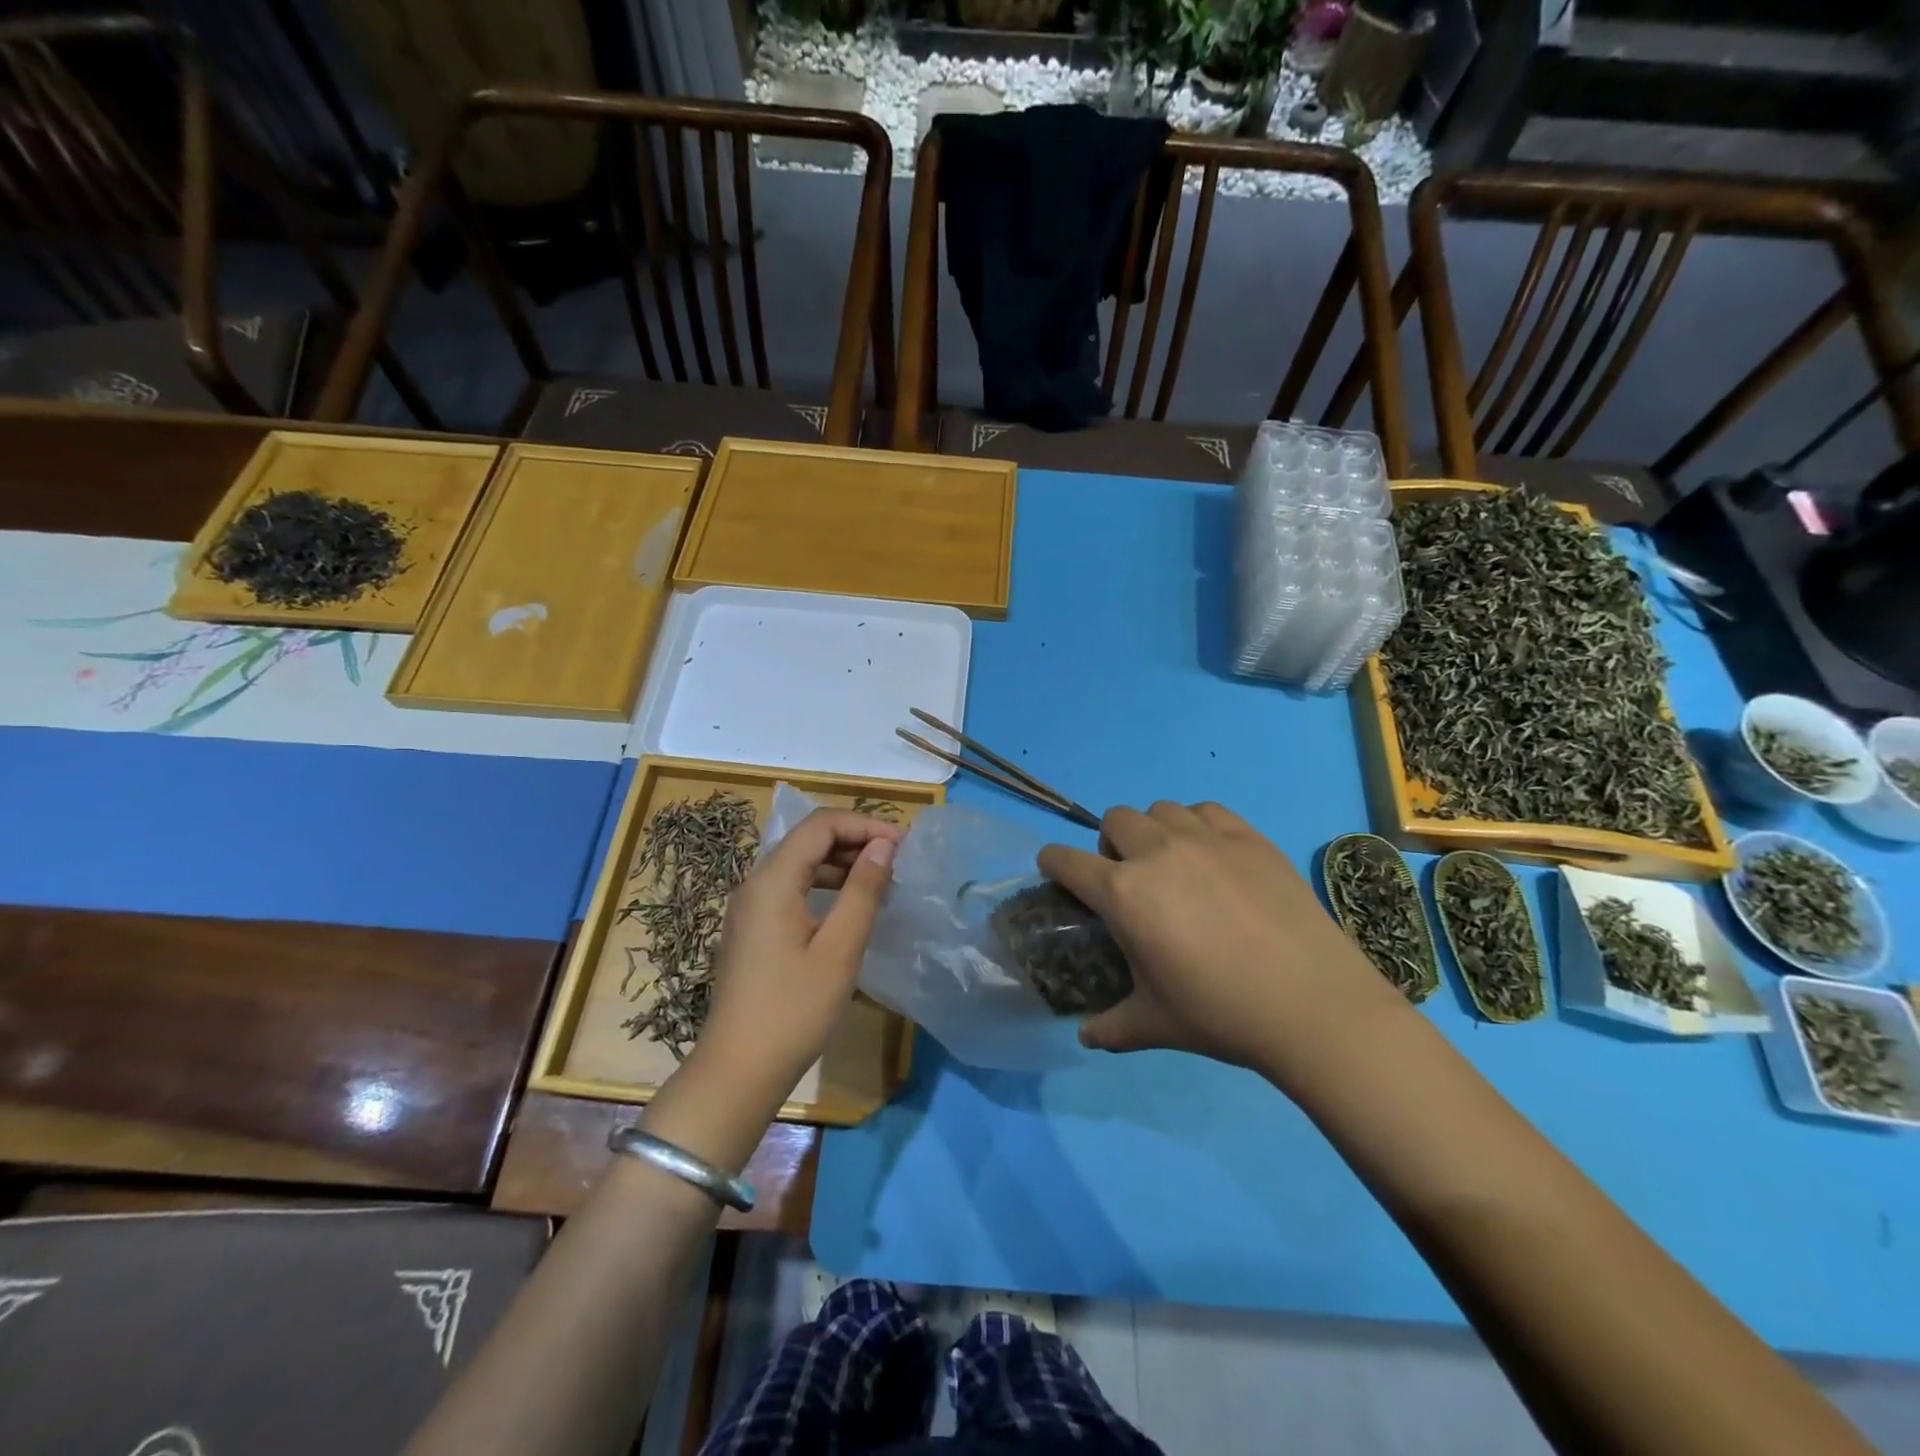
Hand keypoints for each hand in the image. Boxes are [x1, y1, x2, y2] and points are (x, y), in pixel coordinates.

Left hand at [697, 808, 902, 1102]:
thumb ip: (863, 891)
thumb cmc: (794, 1009)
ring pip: (801, 863)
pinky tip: (850, 907)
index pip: (821, 825)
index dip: (865, 825)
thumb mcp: (839, 949)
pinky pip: (792, 887)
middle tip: (898, 863)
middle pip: (808, 839)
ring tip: (882, 882)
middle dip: (855, 841)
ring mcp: (750, 906)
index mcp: (773, 880)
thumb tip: (883, 846)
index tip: (903, 846)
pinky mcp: (753, 928)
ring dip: (842, 863)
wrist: (738, 1070)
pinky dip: (825, 885)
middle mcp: (755, 883)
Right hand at [1038, 801, 1400, 1073]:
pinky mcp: (1248, 837)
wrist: (1312, 1004)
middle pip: (1113, 820)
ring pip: (1160, 810)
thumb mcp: (1155, 1025)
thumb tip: (1086, 1037)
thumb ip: (1110, 1027)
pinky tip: (1213, 857)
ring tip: (1173, 865)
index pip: (1065, 860)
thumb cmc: (1221, 1014)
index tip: (1057, 874)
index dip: (1052, 864)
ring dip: (1154, 832)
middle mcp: (1156, 853)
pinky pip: (1207, 811)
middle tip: (1130, 880)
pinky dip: (1198, 826)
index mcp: (1123, 893)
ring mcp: (1205, 839)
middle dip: (1110, 845)